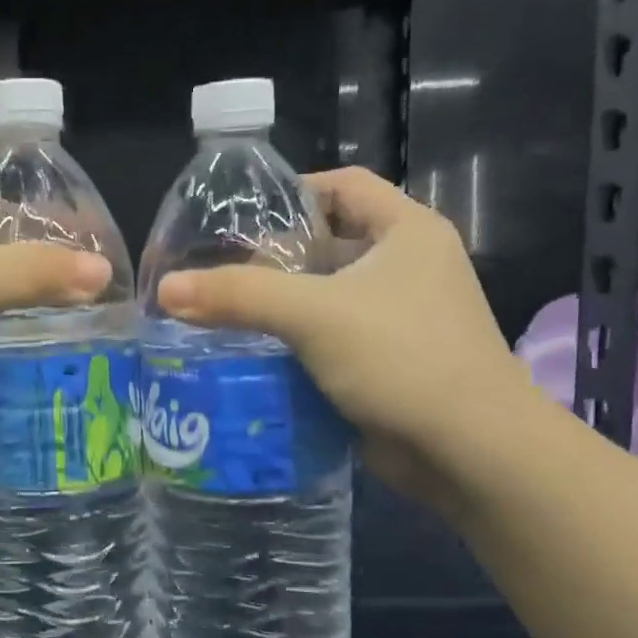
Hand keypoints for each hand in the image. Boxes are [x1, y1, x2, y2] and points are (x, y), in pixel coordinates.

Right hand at [155, 168, 533, 497]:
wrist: (470, 452)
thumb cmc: (402, 358)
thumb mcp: (313, 315)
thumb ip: (239, 295)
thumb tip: (167, 289)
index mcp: (406, 231)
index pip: (342, 185)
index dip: (289, 192)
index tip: (235, 217)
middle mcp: (407, 266)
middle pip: (328, 242)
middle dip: (272, 257)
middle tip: (215, 272)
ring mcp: (400, 318)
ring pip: (325, 296)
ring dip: (278, 306)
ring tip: (219, 313)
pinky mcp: (387, 362)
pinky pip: (330, 339)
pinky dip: (293, 344)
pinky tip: (248, 355)